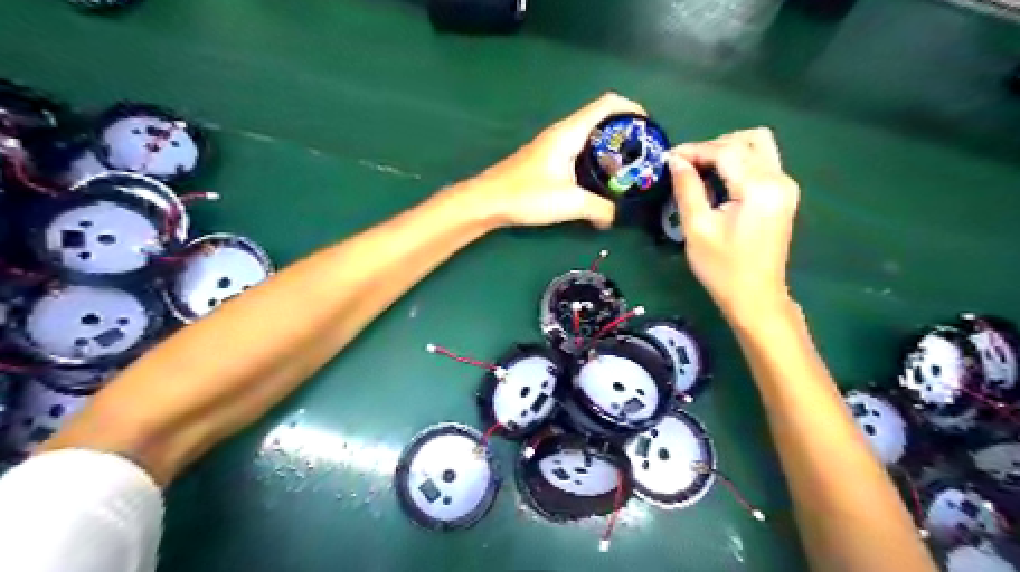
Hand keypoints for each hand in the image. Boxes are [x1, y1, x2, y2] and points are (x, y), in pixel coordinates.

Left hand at [466, 91, 639, 226]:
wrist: (488, 201)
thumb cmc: (527, 195)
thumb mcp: (570, 203)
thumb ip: (599, 209)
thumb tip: (615, 218)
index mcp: (570, 132)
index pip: (608, 104)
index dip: (633, 109)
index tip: (650, 128)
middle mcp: (562, 132)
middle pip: (601, 118)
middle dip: (625, 131)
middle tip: (642, 155)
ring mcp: (552, 145)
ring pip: (589, 136)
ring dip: (610, 146)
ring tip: (626, 168)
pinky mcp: (546, 159)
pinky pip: (578, 150)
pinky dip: (595, 157)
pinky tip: (599, 179)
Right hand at [670, 125, 805, 318]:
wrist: (755, 298)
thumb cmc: (723, 268)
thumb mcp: (697, 228)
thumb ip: (687, 189)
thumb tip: (676, 160)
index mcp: (759, 188)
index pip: (726, 150)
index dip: (695, 149)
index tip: (669, 157)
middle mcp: (779, 179)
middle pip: (748, 139)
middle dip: (713, 145)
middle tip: (686, 164)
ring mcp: (786, 186)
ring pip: (758, 146)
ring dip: (728, 150)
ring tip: (700, 169)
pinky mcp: (783, 195)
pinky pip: (762, 162)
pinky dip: (738, 162)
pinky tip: (717, 179)